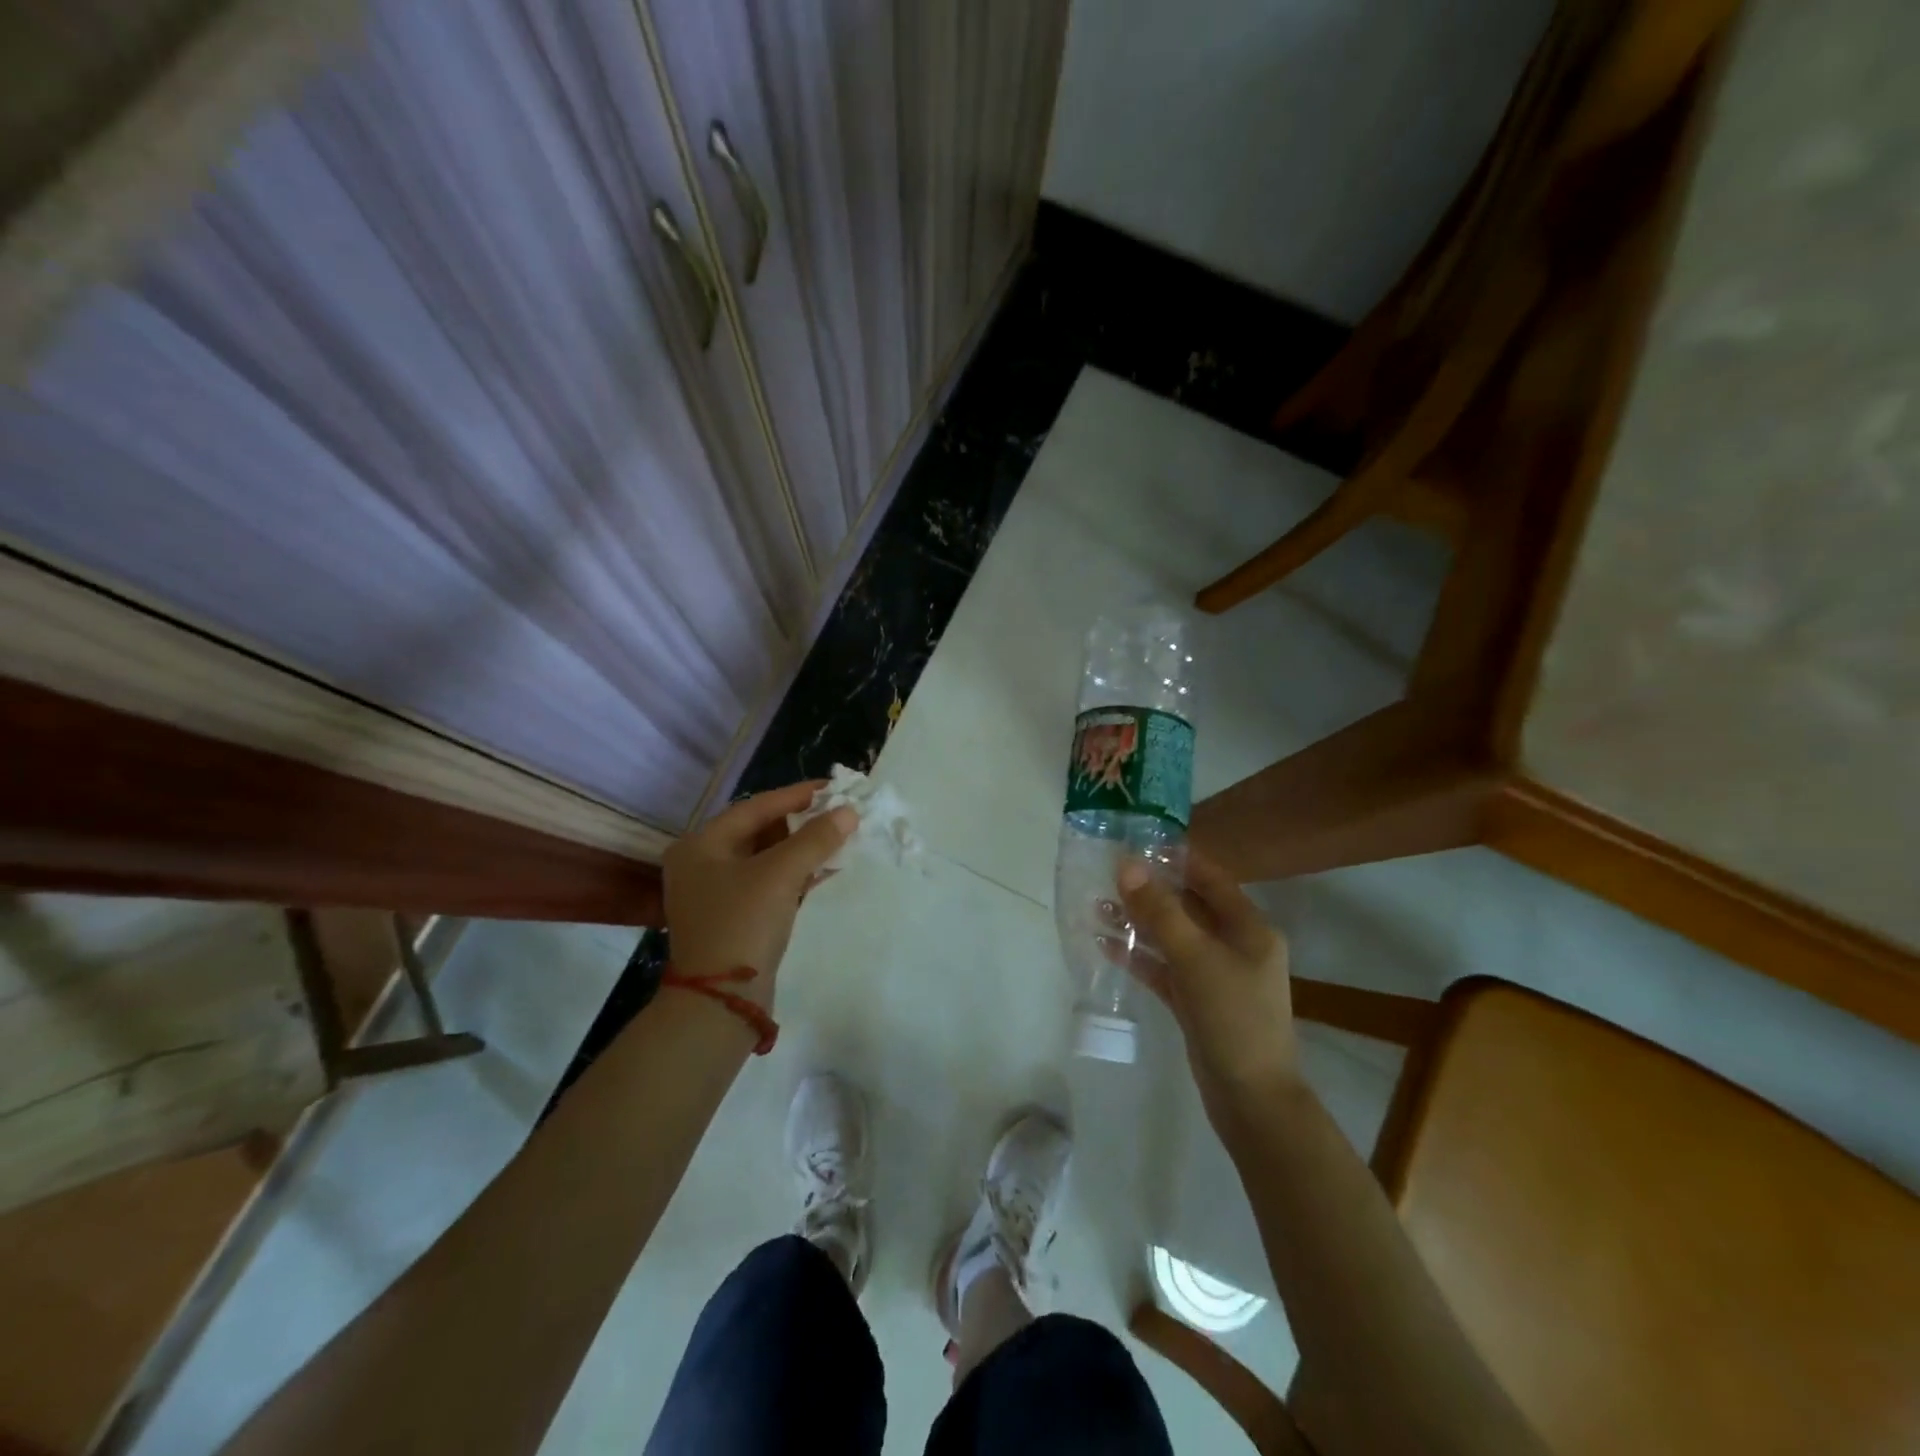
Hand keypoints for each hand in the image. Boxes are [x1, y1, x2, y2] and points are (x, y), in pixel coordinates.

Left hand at [663, 782, 856, 1005]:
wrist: (721, 1001)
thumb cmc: (743, 924)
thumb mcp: (780, 875)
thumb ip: (815, 839)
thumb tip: (849, 812)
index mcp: (700, 845)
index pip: (755, 807)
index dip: (796, 796)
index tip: (832, 787)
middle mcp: (702, 864)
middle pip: (760, 831)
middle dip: (801, 822)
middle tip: (838, 811)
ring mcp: (717, 893)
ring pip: (766, 858)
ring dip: (802, 848)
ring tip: (839, 835)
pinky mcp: (735, 917)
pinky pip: (769, 882)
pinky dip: (796, 873)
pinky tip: (826, 868)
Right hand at [1109, 849, 1299, 1104]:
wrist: (1251, 1099)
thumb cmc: (1233, 1017)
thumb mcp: (1196, 958)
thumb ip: (1160, 911)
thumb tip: (1127, 865)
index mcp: (1248, 927)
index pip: (1210, 878)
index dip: (1177, 858)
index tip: (1138, 841)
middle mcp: (1233, 944)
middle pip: (1187, 905)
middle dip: (1149, 890)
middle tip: (1107, 871)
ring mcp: (1213, 974)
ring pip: (1171, 937)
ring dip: (1138, 923)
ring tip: (1097, 905)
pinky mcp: (1195, 1000)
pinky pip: (1163, 967)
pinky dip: (1138, 956)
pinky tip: (1104, 944)